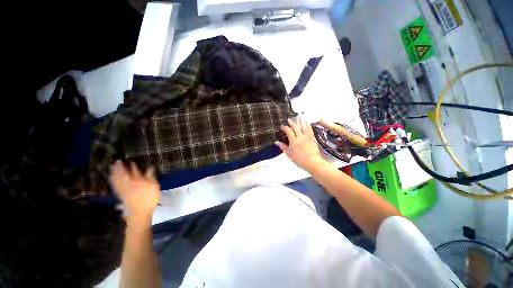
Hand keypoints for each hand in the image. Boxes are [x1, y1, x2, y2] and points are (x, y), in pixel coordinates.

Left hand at [110, 161, 159, 221]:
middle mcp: (128, 184)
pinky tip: (112, 179)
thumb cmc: (149, 199)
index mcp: (136, 181)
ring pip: (116, 179)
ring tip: (112, 168)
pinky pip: (115, 185)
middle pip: (122, 174)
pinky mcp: (120, 195)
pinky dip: (113, 181)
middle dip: (119, 168)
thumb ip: (150, 177)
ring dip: (114, 173)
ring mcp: (123, 190)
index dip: (132, 166)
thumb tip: (150, 168)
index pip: (133, 171)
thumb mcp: (154, 187)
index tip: (129, 161)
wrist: (140, 213)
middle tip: (116, 161)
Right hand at [276, 118, 327, 172]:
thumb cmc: (300, 160)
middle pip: (296, 127)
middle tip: (289, 119)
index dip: (285, 128)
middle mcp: (301, 137)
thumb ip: (283, 147)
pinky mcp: (312, 138)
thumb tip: (276, 142)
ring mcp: (307, 137)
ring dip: (301, 120)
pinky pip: (310, 130)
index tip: (282, 127)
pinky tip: (307, 122)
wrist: (313, 163)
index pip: (289, 131)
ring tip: (299, 115)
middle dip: (292, 122)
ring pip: (304, 126)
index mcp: (294, 141)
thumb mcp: (289, 155)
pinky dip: (308, 125)